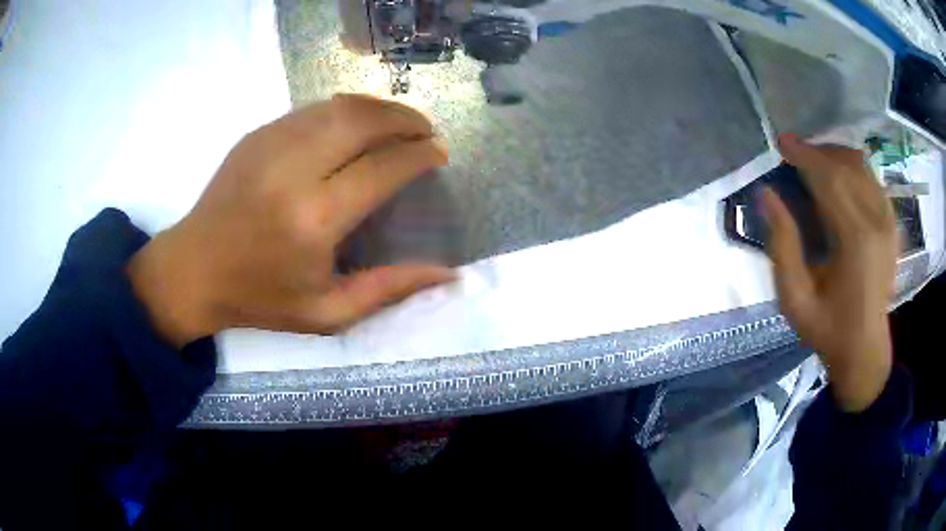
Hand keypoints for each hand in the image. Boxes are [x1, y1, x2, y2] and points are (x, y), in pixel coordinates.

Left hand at [127, 94, 454, 347]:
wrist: (194, 270)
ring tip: (398, 123)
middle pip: (364, 121)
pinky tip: (355, 126)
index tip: (438, 153)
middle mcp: (294, 171)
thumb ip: (389, 289)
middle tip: (425, 131)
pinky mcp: (256, 135)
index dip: (419, 155)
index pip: (383, 168)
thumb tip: (447, 273)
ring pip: (339, 106)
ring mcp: (270, 145)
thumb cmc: (260, 298)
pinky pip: (312, 110)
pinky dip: (345, 111)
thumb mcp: (327, 313)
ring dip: (378, 109)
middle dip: (405, 119)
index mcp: (314, 220)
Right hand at [763, 134, 897, 412]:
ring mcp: (888, 222)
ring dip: (834, 156)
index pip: (830, 179)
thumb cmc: (828, 330)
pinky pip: (872, 180)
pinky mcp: (892, 225)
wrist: (864, 351)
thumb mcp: (795, 299)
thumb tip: (768, 195)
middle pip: (846, 166)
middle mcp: (877, 223)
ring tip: (812, 161)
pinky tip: (838, 176)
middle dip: (816, 152)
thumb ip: (783, 246)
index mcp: (856, 242)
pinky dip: (852, 169)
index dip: (803, 155)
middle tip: (792, 153)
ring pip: (861, 167)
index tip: (781, 142)